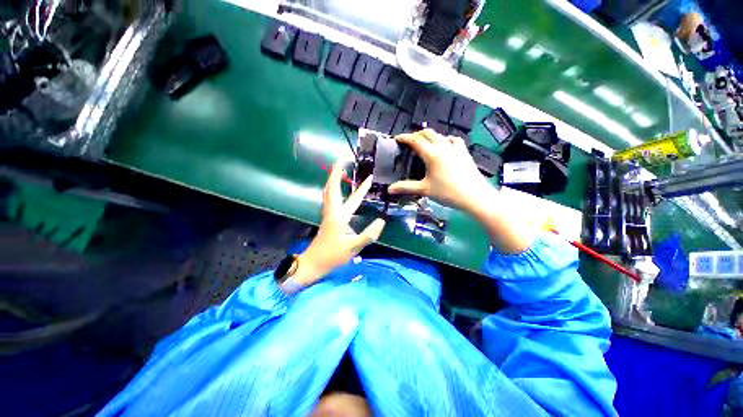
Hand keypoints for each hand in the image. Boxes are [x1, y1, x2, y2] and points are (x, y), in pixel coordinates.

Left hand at [290, 157, 385, 289]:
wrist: (313, 263)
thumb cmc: (333, 256)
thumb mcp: (354, 247)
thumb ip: (369, 235)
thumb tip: (381, 221)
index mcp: (339, 216)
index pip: (352, 197)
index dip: (362, 187)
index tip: (370, 176)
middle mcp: (332, 211)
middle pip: (332, 186)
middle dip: (337, 170)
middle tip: (344, 158)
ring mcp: (327, 213)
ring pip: (328, 190)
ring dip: (333, 178)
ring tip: (340, 169)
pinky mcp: (327, 217)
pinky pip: (329, 197)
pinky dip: (333, 188)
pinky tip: (338, 189)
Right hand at [388, 129, 492, 212]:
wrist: (474, 196)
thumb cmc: (447, 192)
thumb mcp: (424, 190)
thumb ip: (406, 187)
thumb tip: (389, 190)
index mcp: (432, 154)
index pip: (415, 140)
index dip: (405, 138)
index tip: (397, 138)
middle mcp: (443, 146)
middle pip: (428, 133)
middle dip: (416, 135)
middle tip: (409, 142)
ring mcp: (455, 148)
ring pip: (440, 135)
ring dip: (430, 136)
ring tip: (425, 143)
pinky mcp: (464, 152)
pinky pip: (453, 140)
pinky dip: (445, 139)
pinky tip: (445, 145)